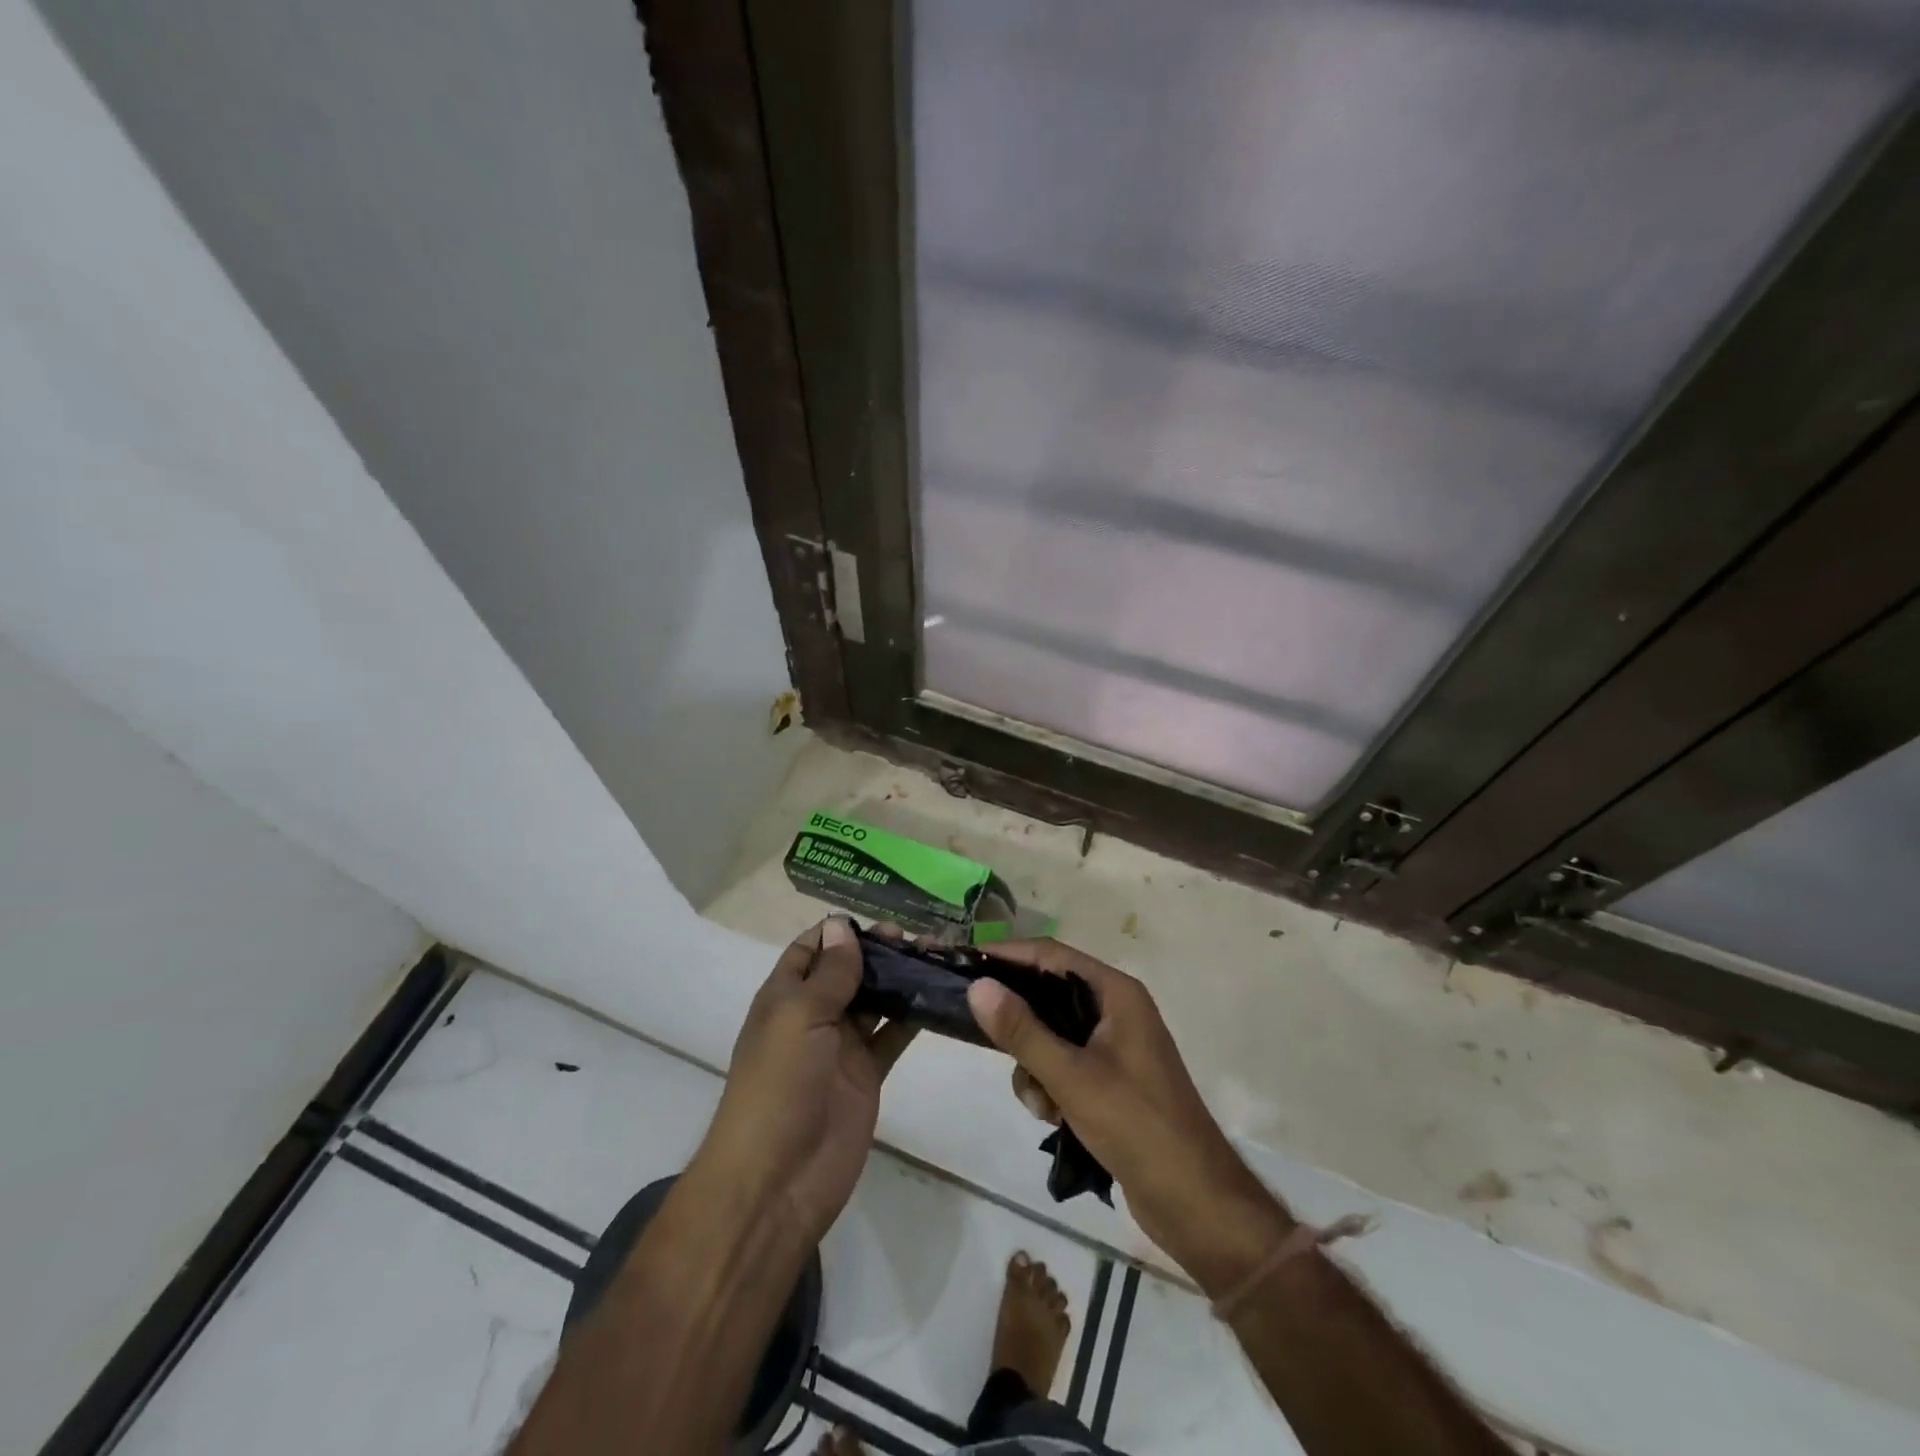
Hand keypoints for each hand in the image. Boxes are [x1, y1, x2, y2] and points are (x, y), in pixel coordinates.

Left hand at [692, 918, 915, 1243]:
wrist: (778, 1180)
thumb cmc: (779, 1085)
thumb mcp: (799, 1017)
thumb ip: (829, 974)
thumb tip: (842, 926)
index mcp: (785, 996)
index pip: (811, 949)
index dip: (840, 932)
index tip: (880, 919)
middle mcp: (813, 1015)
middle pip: (848, 971)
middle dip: (879, 951)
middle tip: (919, 938)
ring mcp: (842, 1046)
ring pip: (875, 1000)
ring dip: (900, 979)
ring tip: (936, 958)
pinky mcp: (867, 1074)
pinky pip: (892, 1035)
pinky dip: (913, 1016)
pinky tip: (940, 996)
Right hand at [966, 940, 1292, 1294]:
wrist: (1195, 1202)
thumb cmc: (1137, 1126)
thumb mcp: (1072, 1077)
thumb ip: (1022, 1031)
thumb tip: (978, 986)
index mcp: (1116, 993)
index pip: (1051, 955)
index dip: (1006, 955)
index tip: (964, 961)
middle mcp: (1116, 1010)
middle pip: (1049, 993)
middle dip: (1017, 1018)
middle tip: (976, 1028)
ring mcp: (1115, 1046)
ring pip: (1051, 1034)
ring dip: (1033, 1062)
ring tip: (1040, 1101)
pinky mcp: (1111, 1079)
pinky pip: (1063, 1064)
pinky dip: (1050, 1084)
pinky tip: (1053, 1117)